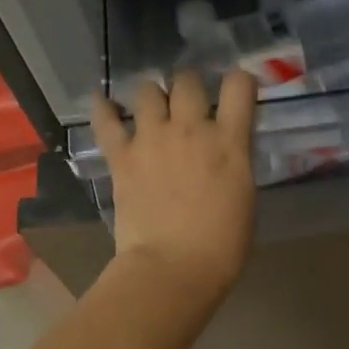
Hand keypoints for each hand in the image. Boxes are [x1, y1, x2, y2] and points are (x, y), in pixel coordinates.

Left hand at [90, 71, 256, 305]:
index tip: (237, 92)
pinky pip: (106, 121)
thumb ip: (236, 162)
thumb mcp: (245, 196)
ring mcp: (152, 139)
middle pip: (187, 80)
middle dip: (190, 86)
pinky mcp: (122, 157)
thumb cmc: (222, 245)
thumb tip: (226, 151)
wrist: (174, 268)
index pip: (239, 86)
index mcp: (229, 141)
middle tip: (189, 105)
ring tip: (153, 111)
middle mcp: (190, 129)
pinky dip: (103, 109)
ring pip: (147, 91)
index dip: (240, 82)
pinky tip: (104, 105)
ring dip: (153, 97)